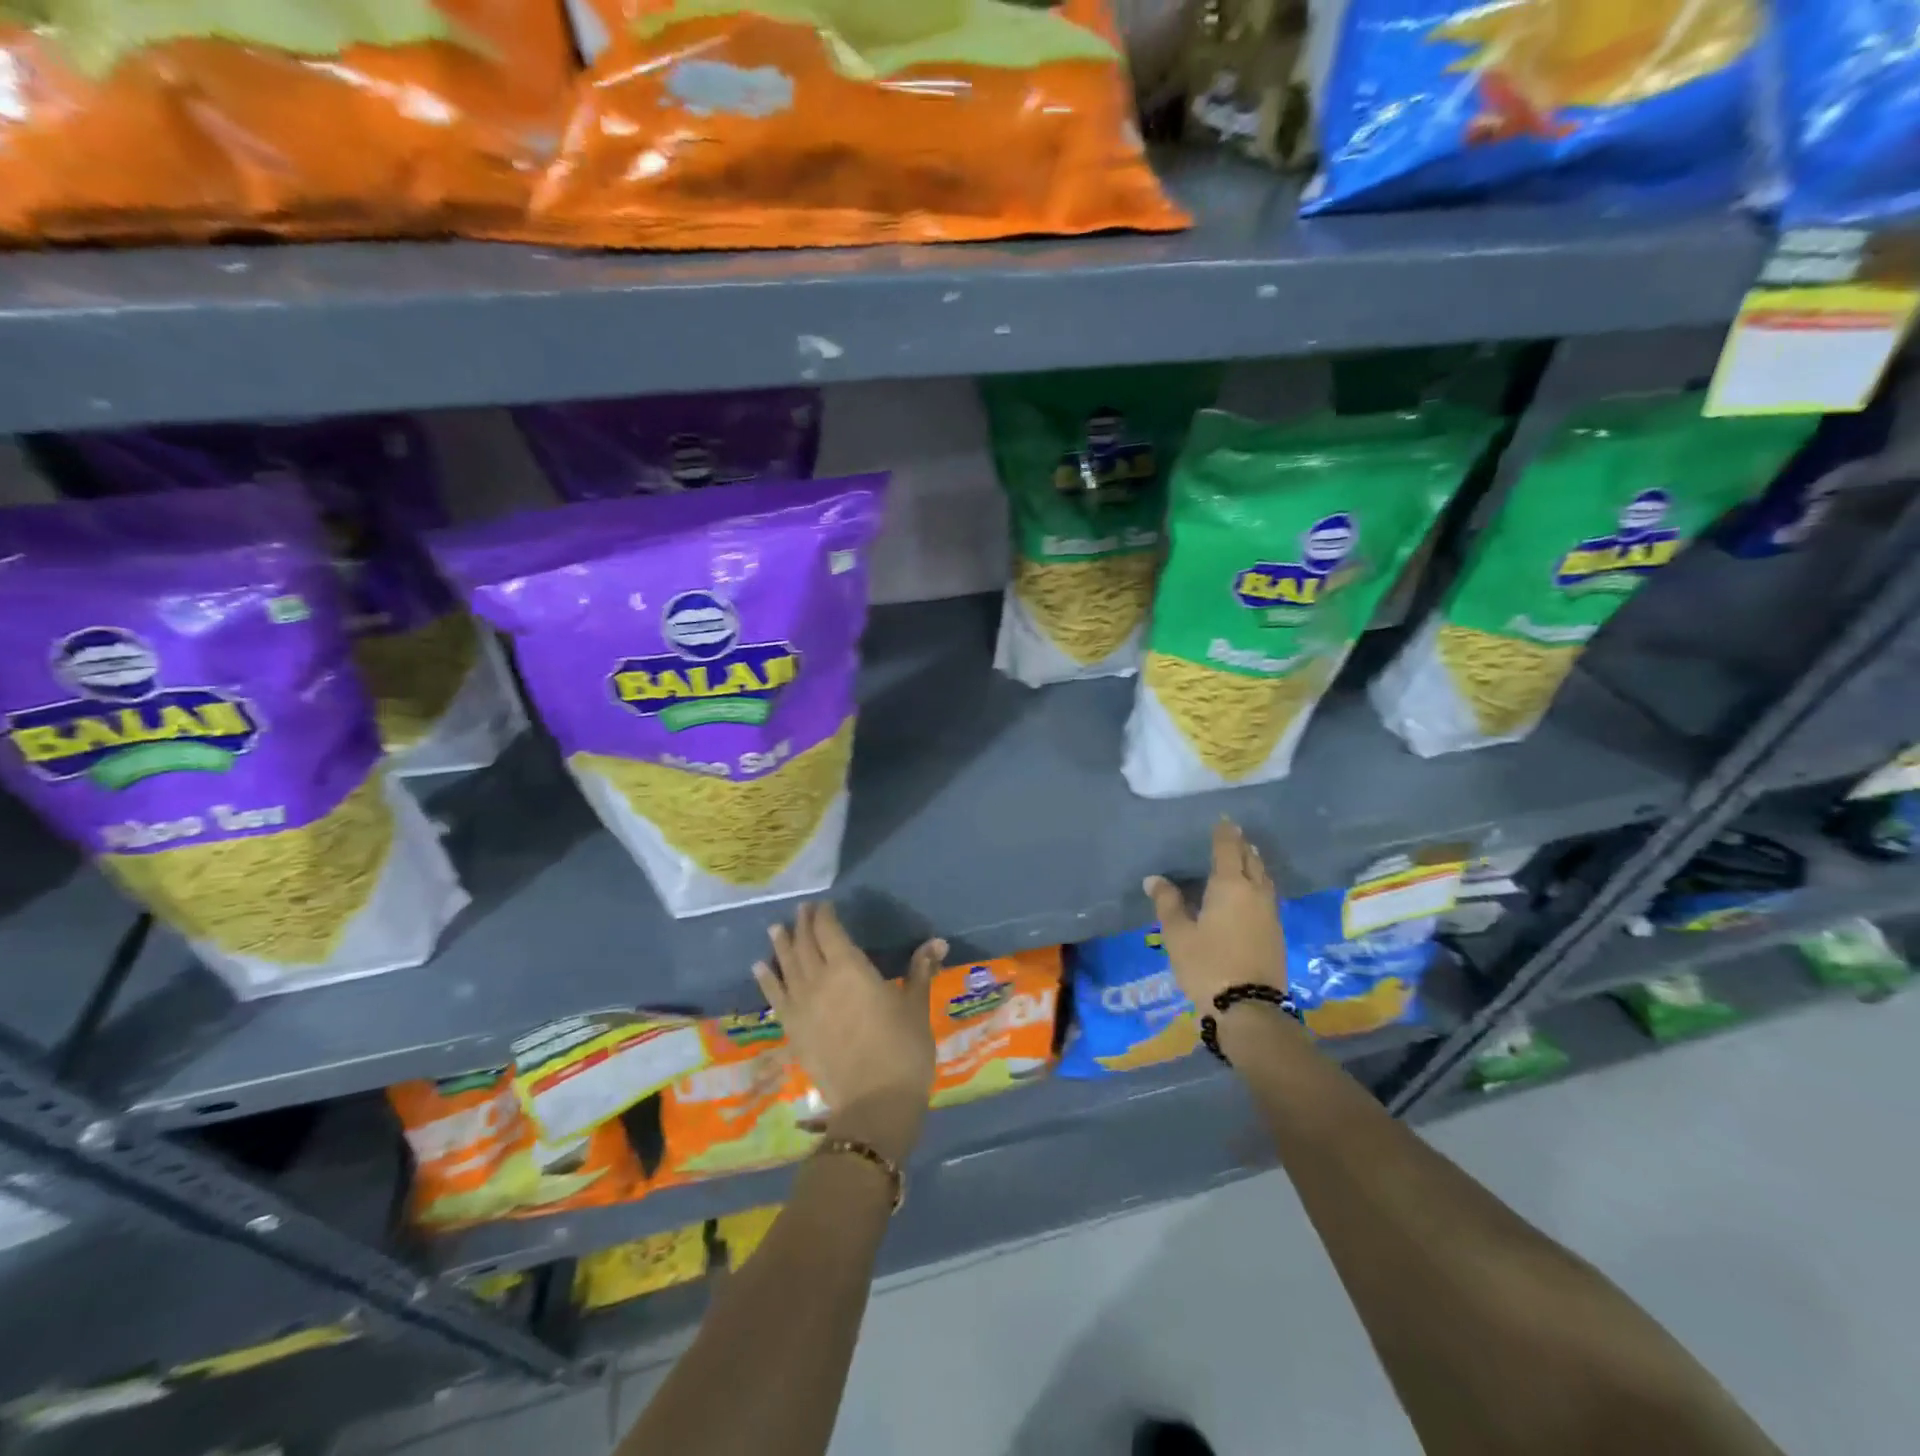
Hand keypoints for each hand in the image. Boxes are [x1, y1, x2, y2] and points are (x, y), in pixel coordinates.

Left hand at [754, 902, 943, 1162]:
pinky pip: (774, 998)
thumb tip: (938, 942)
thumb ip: (920, 971)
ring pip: (786, 966)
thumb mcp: (916, 1006)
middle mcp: (819, 979)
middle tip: (801, 910)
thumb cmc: (903, 1049)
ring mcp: (801, 1006)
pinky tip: (759, 967)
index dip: (824, 915)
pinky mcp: (792, 1030)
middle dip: (803, 924)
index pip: (830, 931)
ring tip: (775, 928)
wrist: (874, 1103)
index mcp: (850, 968)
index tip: (823, 905)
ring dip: (781, 945)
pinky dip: (766, 979)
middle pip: (805, 944)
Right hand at [1145, 818, 1286, 1011]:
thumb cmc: (1207, 965)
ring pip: (1263, 878)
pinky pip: (1267, 896)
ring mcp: (1270, 913)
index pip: (1228, 850)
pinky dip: (1259, 884)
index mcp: (1229, 886)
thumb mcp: (1178, 934)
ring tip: (1244, 858)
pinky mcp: (1276, 933)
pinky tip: (1251, 893)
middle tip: (1233, 837)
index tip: (1223, 821)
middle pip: (1251, 861)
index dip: (1224, 834)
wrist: (1249, 1008)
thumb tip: (1155, 879)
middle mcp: (1255, 893)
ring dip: (1254, 864)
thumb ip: (1167, 903)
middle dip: (1242, 847)